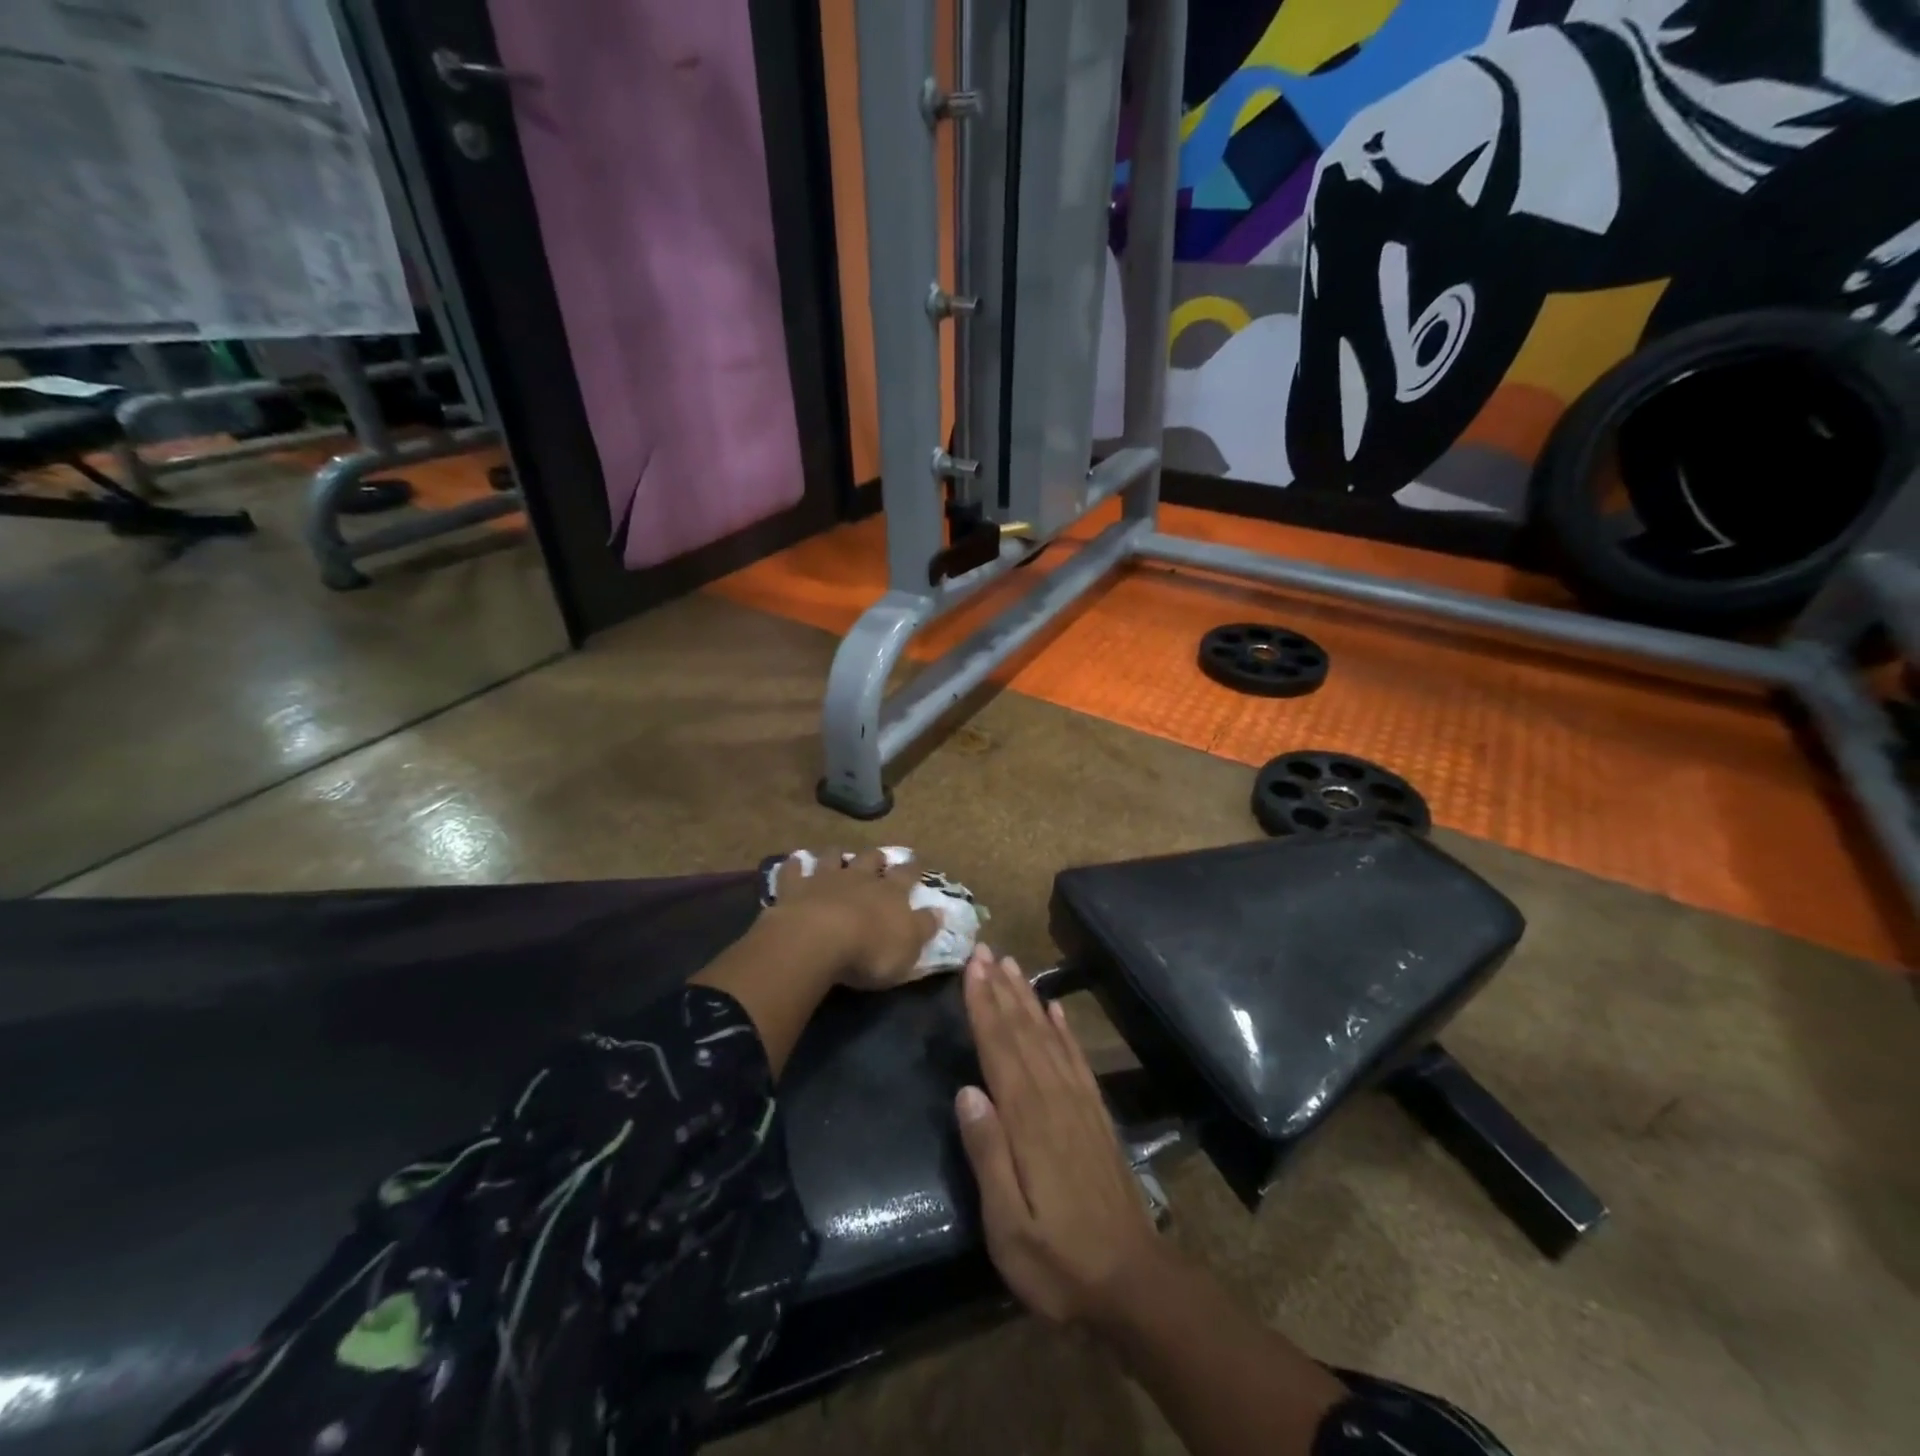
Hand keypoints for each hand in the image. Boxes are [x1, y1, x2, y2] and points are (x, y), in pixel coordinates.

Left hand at [768, 848, 939, 990]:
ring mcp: (825, 879)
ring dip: (836, 855)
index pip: (907, 875)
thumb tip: (940, 911)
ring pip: (833, 858)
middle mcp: (859, 879)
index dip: (913, 868)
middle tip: (878, 857)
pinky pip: (793, 871)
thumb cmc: (870, 950)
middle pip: (870, 860)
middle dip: (876, 857)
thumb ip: (924, 926)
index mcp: (890, 892)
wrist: (818, 941)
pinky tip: (793, 861)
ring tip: (837, 854)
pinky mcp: (794, 888)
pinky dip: (794, 865)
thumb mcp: (909, 946)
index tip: (917, 861)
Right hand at [954, 945, 1166, 1327]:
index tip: (972, 968)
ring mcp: (1080, 1104)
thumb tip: (966, 1092)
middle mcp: (1055, 1099)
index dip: (984, 1006)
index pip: (1000, 1049)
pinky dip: (1064, 1029)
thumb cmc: (1059, 1261)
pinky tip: (1056, 1009)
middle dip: (1002, 989)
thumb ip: (988, 1157)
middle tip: (985, 950)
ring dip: (1028, 999)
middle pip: (1023, 1032)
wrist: (1133, 1283)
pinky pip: (1076, 1059)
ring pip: (1049, 1037)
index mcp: (1029, 1122)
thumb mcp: (1009, 1227)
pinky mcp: (1096, 1116)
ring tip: (1012, 966)